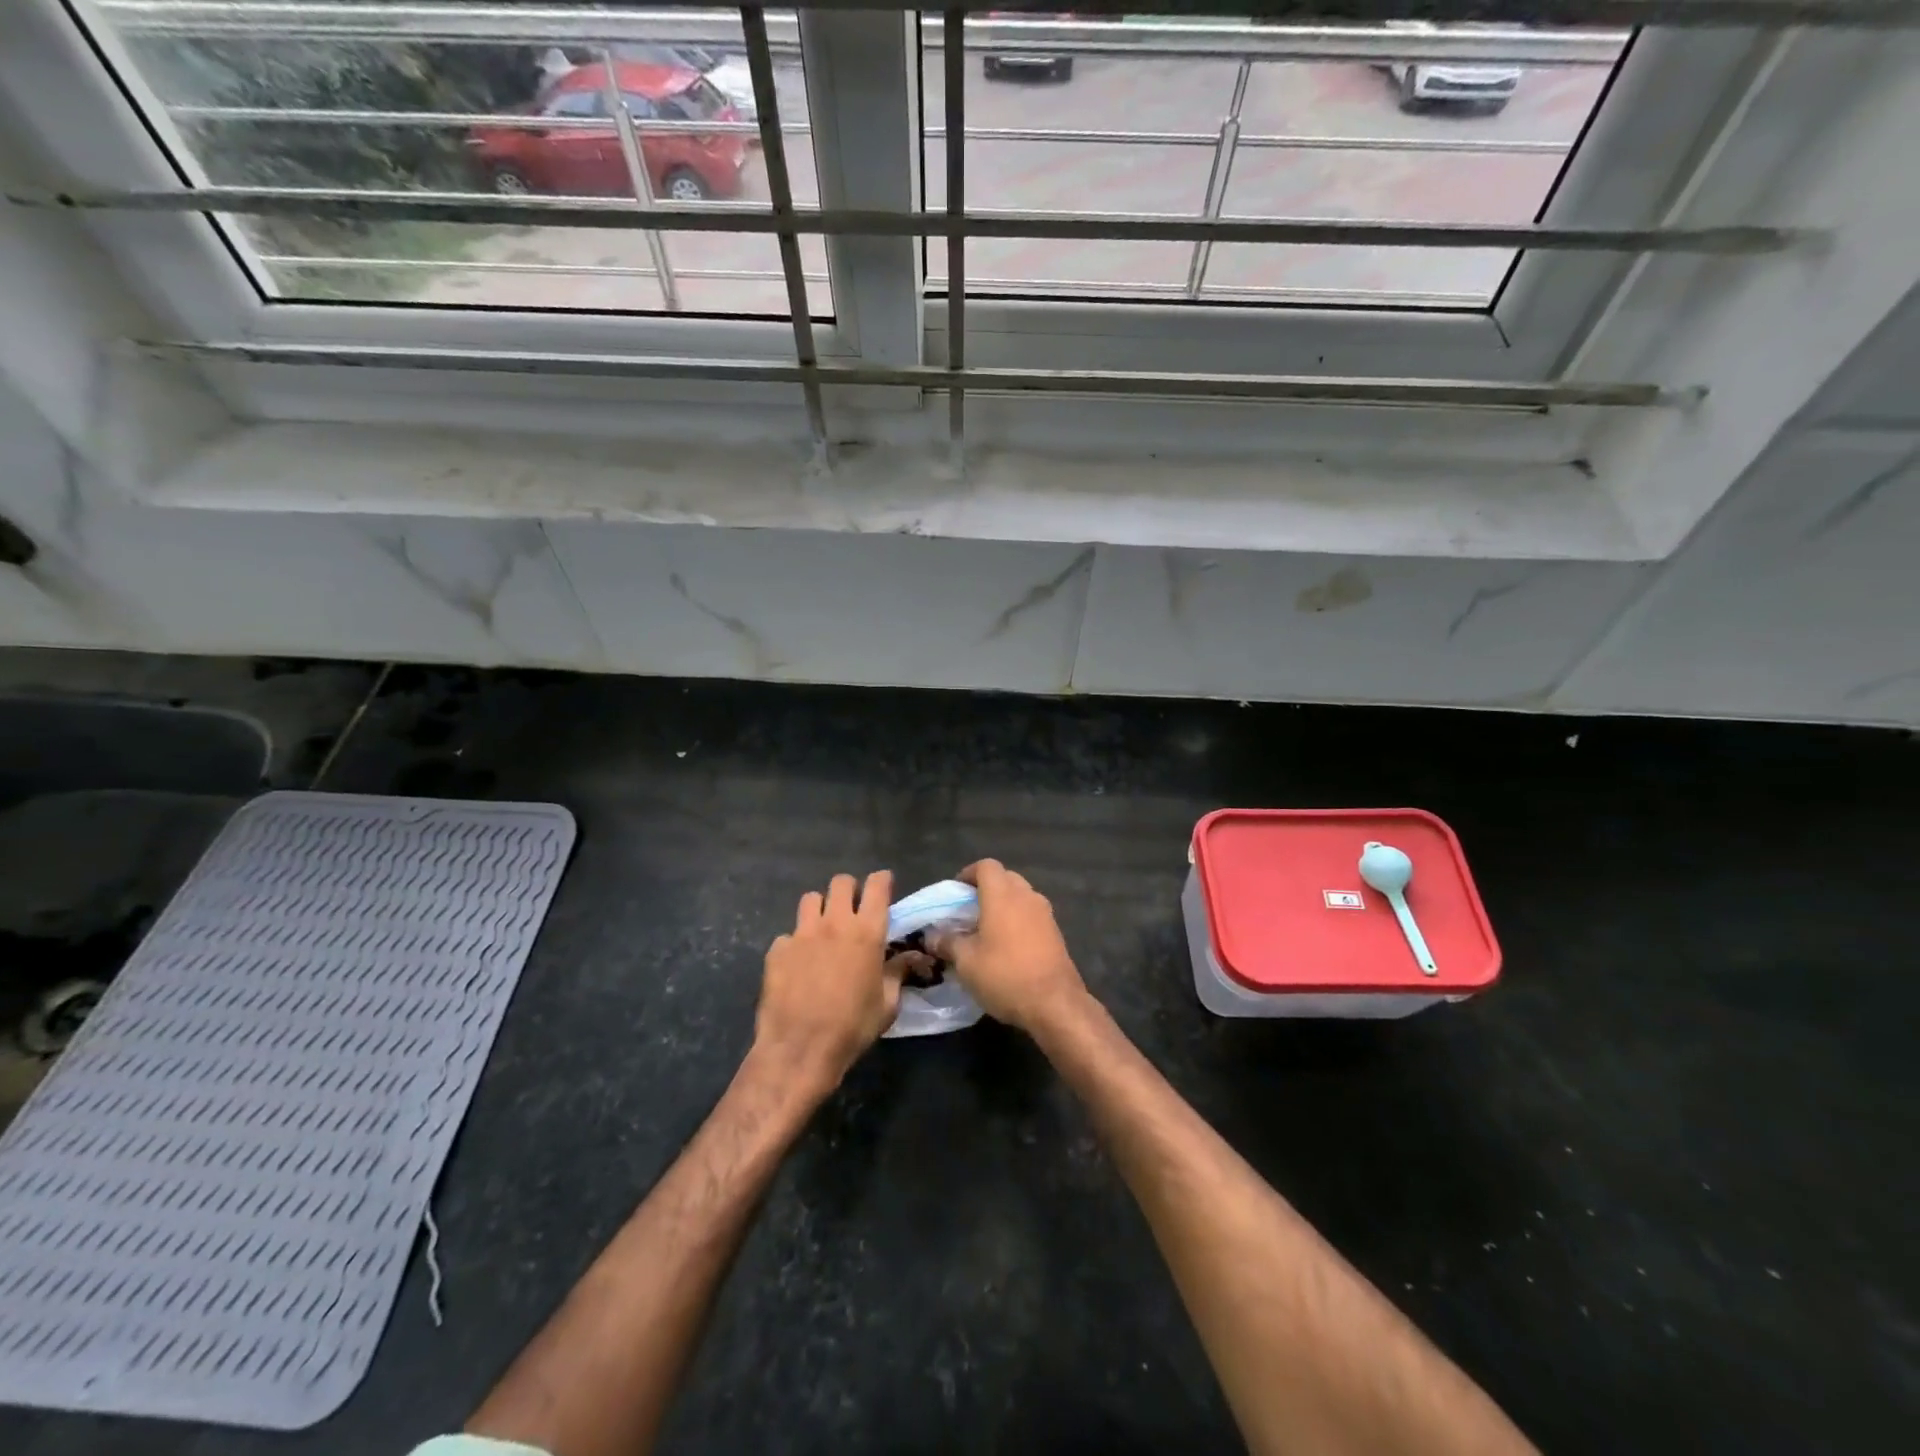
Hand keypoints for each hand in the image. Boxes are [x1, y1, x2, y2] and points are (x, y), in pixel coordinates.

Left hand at [755, 870, 913, 1093]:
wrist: (799, 1049)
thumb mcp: (887, 1005)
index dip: (882, 880)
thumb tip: (911, 958)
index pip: (877, 885)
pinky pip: (788, 934)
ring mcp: (802, 933)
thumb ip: (898, 973)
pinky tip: (797, 966)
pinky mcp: (777, 949)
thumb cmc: (852, 1028)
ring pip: (810, 899)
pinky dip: (795, 944)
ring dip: (820, 909)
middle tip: (852, 909)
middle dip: (849, 890)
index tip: (883, 886)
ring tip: (822, 931)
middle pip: (841, 882)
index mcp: (867, 932)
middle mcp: (834, 923)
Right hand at [929, 860, 1086, 1034]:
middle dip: (985, 889)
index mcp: (1002, 894)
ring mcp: (1045, 913)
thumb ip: (947, 942)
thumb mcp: (966, 961)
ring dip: (1003, 905)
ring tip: (986, 930)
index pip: (986, 866)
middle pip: (1005, 878)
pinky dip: (1018, 920)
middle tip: (968, 912)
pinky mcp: (1055, 933)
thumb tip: (931, 936)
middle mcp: (1026, 896)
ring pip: (1020, 896)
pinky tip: (1007, 946)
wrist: (1054, 1004)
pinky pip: (1032, 915)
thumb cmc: (1004, 975)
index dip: (968, 874)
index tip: (955, 893)